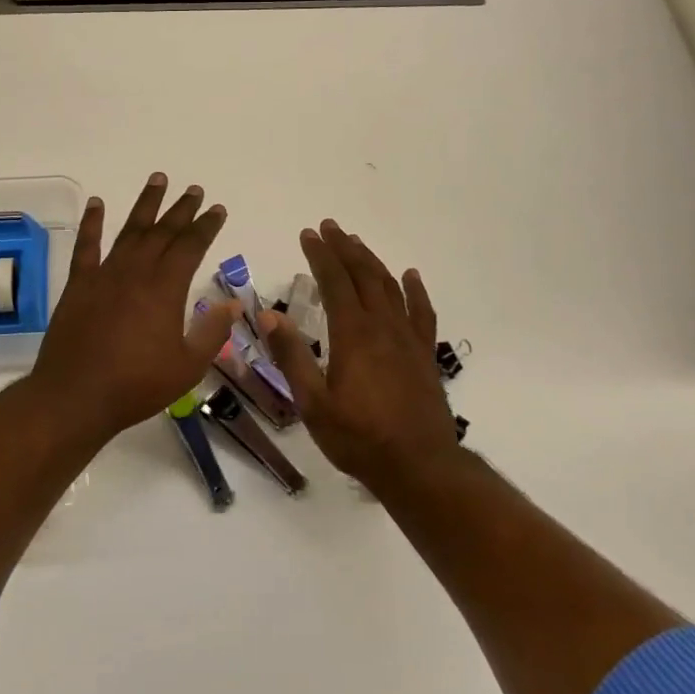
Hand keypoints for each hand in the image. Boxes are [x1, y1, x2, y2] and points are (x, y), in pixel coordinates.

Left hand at [28, 173, 238, 444]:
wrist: (75, 397)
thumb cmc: (136, 385)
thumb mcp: (187, 366)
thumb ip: (212, 332)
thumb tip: (234, 304)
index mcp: (165, 289)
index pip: (190, 246)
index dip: (206, 226)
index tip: (217, 209)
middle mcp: (136, 272)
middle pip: (163, 232)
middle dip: (181, 209)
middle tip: (194, 190)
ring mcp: (104, 275)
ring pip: (130, 230)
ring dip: (146, 205)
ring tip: (158, 179)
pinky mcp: (79, 285)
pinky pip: (86, 246)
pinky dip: (92, 222)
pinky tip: (97, 203)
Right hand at [260, 220, 458, 487]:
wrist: (419, 465)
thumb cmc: (359, 437)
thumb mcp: (313, 403)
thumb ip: (292, 357)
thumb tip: (269, 316)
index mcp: (353, 334)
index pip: (334, 281)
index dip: (320, 255)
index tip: (308, 234)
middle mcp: (382, 326)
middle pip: (363, 275)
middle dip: (344, 248)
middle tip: (329, 228)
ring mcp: (408, 338)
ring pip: (390, 287)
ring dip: (372, 261)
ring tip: (357, 243)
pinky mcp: (425, 353)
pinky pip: (421, 311)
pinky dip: (414, 290)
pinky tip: (409, 276)